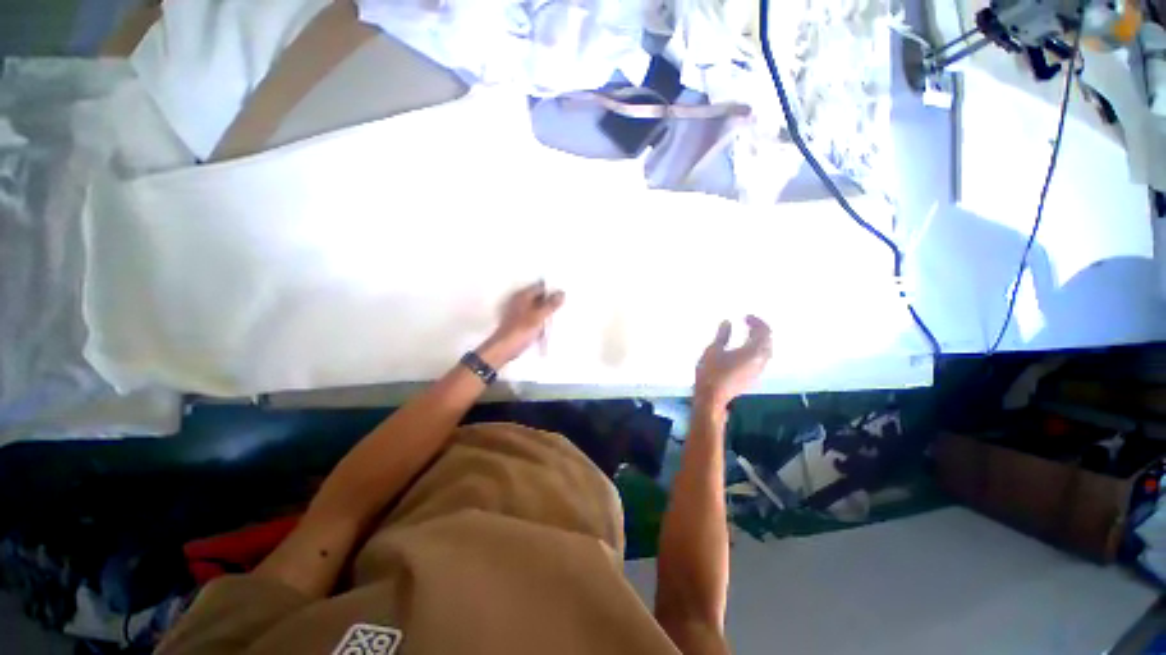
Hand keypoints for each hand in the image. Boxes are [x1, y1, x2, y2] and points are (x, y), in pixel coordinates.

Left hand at [477, 282, 564, 367]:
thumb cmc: (522, 329)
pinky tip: (549, 327)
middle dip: (550, 302)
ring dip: (546, 313)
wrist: (505, 348)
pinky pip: (534, 319)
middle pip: (539, 298)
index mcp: (523, 296)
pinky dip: (541, 321)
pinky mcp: (520, 324)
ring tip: (559, 316)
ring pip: (537, 309)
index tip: (564, 295)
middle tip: (564, 305)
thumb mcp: (540, 316)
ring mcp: (519, 313)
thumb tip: (562, 293)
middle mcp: (520, 301)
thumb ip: (551, 304)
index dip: (552, 290)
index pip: (540, 288)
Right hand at [694, 316, 771, 411]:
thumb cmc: (711, 373)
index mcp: (753, 352)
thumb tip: (728, 322)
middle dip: (760, 330)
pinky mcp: (753, 378)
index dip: (756, 322)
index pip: (763, 332)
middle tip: (747, 323)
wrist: (712, 398)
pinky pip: (761, 359)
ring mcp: (758, 371)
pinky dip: (756, 349)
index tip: (745, 317)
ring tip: (746, 334)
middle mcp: (760, 361)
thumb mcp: (714, 350)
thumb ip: (722, 335)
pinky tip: (744, 349)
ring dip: (759, 340)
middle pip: (768, 341)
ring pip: (766, 351)